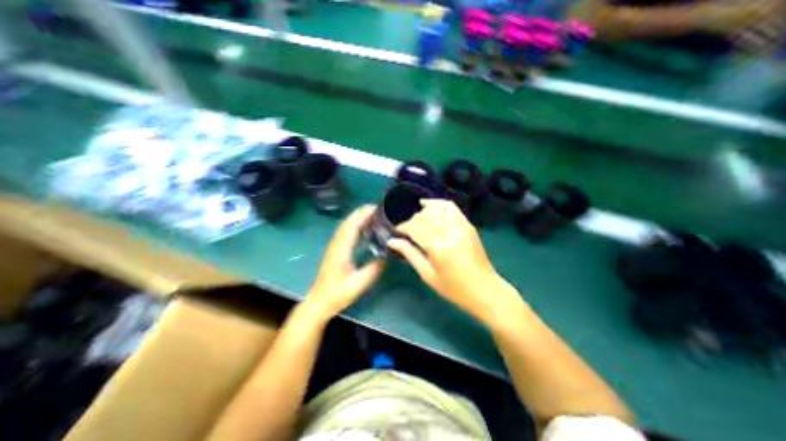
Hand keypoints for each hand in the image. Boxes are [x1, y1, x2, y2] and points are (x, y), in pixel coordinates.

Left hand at [304, 208, 385, 319]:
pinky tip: (363, 226)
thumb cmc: (338, 294)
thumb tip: (387, 256)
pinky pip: (346, 231)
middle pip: (349, 221)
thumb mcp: (358, 284)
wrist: (320, 301)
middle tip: (379, 208)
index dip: (364, 214)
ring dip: (358, 216)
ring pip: (346, 225)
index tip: (377, 208)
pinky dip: (355, 224)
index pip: (352, 225)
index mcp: (342, 249)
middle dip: (362, 211)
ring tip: (374, 213)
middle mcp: (337, 243)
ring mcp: (335, 245)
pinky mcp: (336, 248)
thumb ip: (373, 269)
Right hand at [388, 199, 520, 323]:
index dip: (402, 228)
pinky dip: (437, 204)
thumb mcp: (428, 274)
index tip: (396, 233)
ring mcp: (460, 225)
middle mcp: (449, 231)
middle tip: (406, 233)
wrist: (485, 290)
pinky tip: (427, 205)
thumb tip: (392, 241)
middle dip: (411, 223)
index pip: (414, 227)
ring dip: (421, 214)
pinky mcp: (467, 224)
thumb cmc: (454, 288)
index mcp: (438, 246)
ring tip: (416, 223)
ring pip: (434, 210)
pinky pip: (450, 207)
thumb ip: (410, 254)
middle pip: (423, 217)